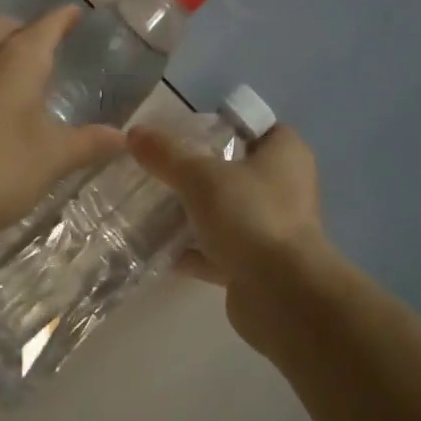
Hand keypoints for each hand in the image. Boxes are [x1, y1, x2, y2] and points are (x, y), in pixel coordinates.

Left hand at [0, 7, 127, 247]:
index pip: (46, 25)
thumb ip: (89, 142)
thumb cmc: (1, 167)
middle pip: (2, 25)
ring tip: (16, 74)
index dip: (64, 18)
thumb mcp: (55, 157)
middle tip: (45, 48)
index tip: (76, 14)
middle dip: (24, 29)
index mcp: (18, 59)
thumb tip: (121, 137)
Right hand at [127, 122, 335, 350]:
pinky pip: (220, 249)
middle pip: (235, 169)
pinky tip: (158, 248)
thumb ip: (167, 154)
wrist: (283, 295)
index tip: (182, 131)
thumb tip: (135, 132)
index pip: (252, 126)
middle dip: (198, 170)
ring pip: (226, 211)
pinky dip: (193, 249)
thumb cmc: (250, 215)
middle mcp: (285, 187)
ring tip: (150, 206)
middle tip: (158, 167)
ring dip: (193, 212)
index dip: (219, 124)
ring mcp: (273, 228)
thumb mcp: (200, 176)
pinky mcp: (258, 265)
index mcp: (285, 153)